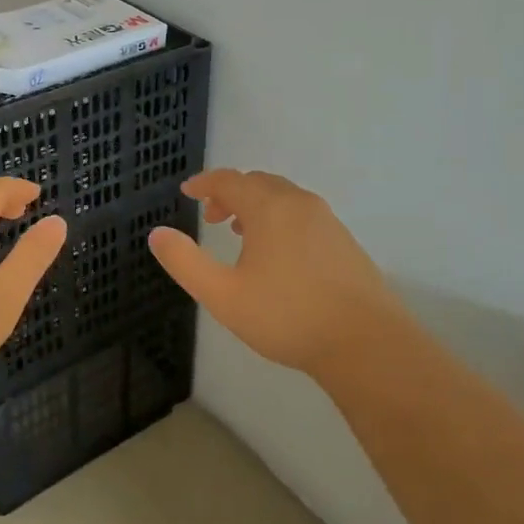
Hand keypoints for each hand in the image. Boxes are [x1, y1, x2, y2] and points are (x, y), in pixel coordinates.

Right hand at [148, 169, 402, 376]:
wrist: (366, 343)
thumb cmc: (287, 316)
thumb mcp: (223, 295)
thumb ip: (185, 262)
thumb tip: (157, 233)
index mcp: (269, 208)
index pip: (229, 180)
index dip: (204, 183)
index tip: (187, 192)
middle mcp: (299, 203)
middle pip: (258, 183)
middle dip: (230, 193)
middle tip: (210, 216)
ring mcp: (327, 221)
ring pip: (283, 198)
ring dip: (256, 205)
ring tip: (240, 231)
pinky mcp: (344, 241)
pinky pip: (302, 214)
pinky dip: (280, 218)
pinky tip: (278, 252)